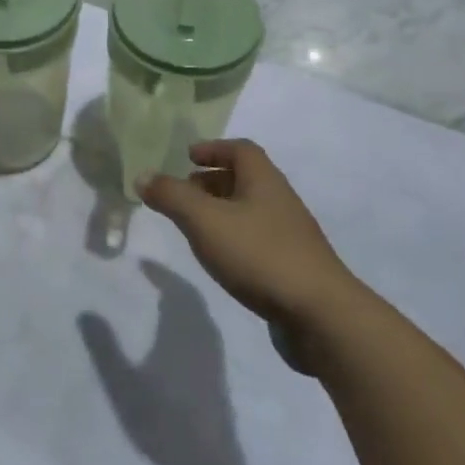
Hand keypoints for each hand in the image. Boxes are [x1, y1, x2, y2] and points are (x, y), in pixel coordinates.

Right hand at [78, 261, 241, 464]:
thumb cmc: (163, 420)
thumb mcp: (123, 384)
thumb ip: (104, 347)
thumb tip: (85, 311)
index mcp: (182, 330)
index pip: (175, 289)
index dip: (160, 273)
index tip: (142, 263)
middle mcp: (203, 337)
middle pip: (193, 299)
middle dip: (173, 283)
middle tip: (152, 277)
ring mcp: (215, 359)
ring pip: (202, 317)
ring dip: (184, 302)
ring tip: (163, 301)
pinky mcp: (219, 378)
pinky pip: (206, 332)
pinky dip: (192, 321)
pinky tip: (178, 338)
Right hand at [139, 140, 355, 334]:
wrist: (321, 315)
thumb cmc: (260, 255)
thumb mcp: (205, 221)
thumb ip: (172, 196)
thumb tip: (143, 175)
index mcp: (264, 180)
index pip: (241, 149)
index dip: (213, 148)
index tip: (187, 157)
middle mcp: (280, 200)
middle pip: (245, 179)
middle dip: (212, 181)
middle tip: (183, 193)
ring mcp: (290, 235)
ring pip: (250, 211)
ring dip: (222, 211)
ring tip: (195, 227)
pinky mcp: (293, 267)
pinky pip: (258, 240)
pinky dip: (234, 239)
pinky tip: (221, 259)